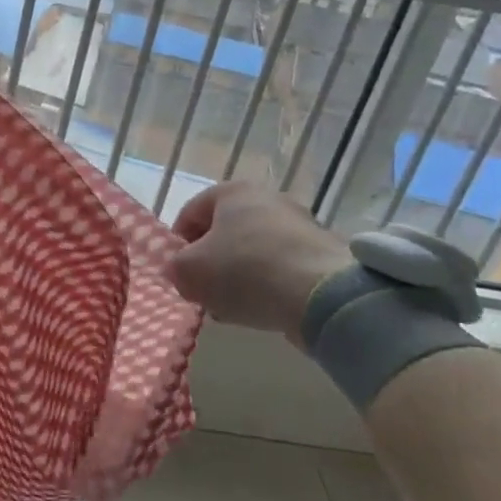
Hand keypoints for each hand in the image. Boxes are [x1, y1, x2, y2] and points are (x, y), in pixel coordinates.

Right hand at [169, 182, 350, 346]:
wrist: (322, 295)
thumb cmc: (245, 271)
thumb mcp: (189, 272)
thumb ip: (176, 268)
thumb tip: (183, 273)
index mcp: (232, 191)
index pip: (191, 212)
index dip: (178, 243)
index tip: (179, 272)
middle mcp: (268, 197)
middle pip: (225, 231)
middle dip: (212, 262)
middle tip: (205, 291)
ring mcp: (301, 223)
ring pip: (255, 250)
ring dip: (240, 276)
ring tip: (235, 307)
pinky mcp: (324, 252)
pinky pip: (284, 267)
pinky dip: (271, 285)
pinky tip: (266, 309)